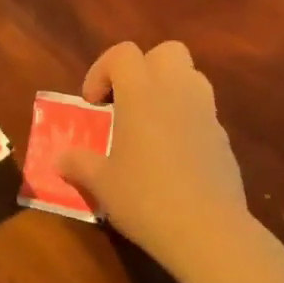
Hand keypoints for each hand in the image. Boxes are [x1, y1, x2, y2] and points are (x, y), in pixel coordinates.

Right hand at [57, 41, 247, 264]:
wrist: (207, 230)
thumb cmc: (145, 198)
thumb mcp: (101, 183)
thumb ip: (78, 163)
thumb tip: (60, 158)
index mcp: (142, 94)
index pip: (123, 53)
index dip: (102, 70)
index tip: (92, 104)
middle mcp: (177, 92)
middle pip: (166, 52)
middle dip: (143, 68)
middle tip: (124, 102)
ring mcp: (206, 113)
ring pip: (190, 76)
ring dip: (168, 89)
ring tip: (149, 124)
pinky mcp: (223, 138)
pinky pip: (202, 111)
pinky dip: (185, 119)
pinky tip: (172, 155)